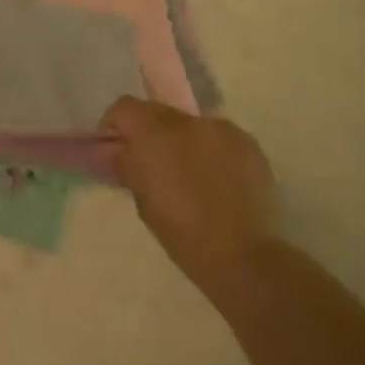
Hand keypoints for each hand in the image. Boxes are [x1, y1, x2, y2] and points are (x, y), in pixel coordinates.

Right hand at [102, 97, 277, 291]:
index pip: (125, 107)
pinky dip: (211, 151)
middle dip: (150, 132)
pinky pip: (219, 137)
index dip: (115, 125)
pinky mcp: (249, 142)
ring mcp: (222, 128)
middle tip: (152, 163)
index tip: (115, 147)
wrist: (247, 257)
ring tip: (190, 175)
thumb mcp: (144, 203)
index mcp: (155, 133)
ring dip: (183, 141)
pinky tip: (218, 180)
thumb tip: (120, 152)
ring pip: (191, 125)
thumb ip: (129, 167)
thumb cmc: (185, 235)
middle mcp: (188, 121)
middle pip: (159, 111)